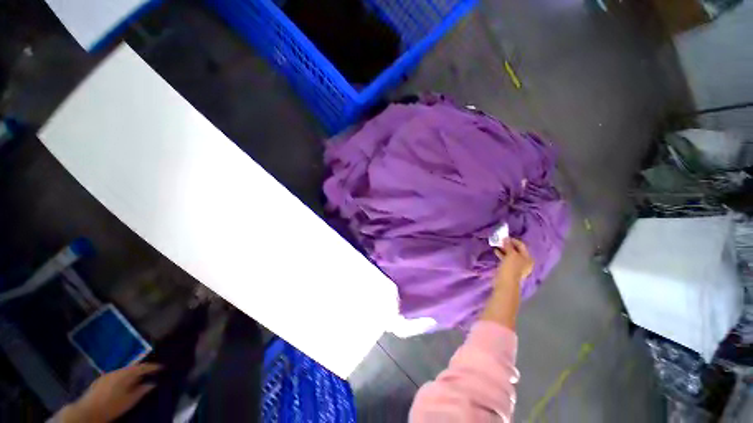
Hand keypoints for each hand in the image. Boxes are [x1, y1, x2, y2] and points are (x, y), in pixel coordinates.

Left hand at [57, 363, 160, 422]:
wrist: (87, 411)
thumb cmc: (111, 406)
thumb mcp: (129, 401)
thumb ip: (141, 390)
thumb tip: (152, 383)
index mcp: (125, 374)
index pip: (142, 367)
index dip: (153, 367)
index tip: (163, 367)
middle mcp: (116, 371)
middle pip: (132, 367)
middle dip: (142, 369)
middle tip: (152, 372)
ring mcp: (107, 375)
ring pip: (123, 371)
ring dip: (133, 373)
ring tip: (140, 377)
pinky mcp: (101, 380)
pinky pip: (117, 375)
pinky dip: (124, 377)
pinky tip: (124, 383)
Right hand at [481, 238, 533, 329]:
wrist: (506, 284)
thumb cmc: (511, 269)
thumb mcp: (510, 255)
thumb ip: (508, 246)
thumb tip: (506, 238)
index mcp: (528, 258)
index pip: (521, 245)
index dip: (513, 240)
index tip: (504, 236)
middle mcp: (525, 262)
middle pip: (517, 250)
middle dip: (508, 245)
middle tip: (499, 240)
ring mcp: (518, 267)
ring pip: (511, 255)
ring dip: (504, 250)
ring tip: (496, 245)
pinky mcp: (510, 270)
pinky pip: (506, 259)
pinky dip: (502, 255)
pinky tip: (496, 252)